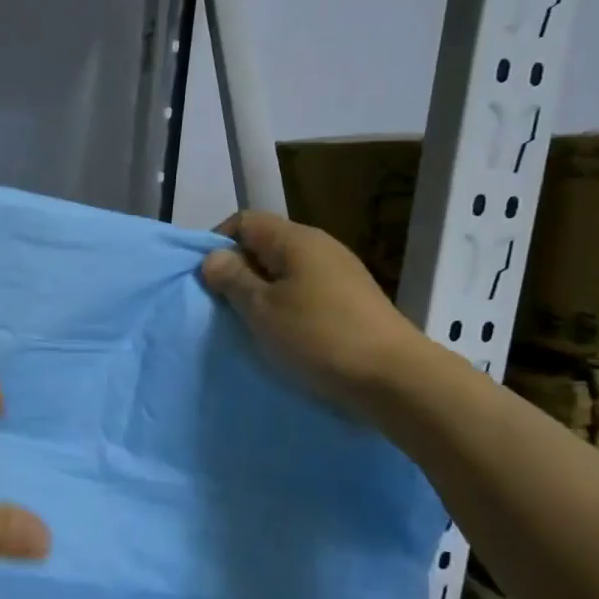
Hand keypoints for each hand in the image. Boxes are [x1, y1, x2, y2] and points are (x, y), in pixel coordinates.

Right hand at [201, 211, 426, 413]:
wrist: (392, 377)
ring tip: (250, 324)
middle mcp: (320, 247)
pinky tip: (283, 334)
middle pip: (265, 245)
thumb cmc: (318, 336)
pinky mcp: (351, 301)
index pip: (245, 221)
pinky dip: (286, 307)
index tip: (205, 279)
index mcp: (296, 240)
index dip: (218, 243)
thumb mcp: (262, 309)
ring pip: (285, 271)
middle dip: (239, 271)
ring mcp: (340, 273)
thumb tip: (214, 257)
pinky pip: (305, 292)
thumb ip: (233, 279)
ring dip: (262, 293)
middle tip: (222, 306)